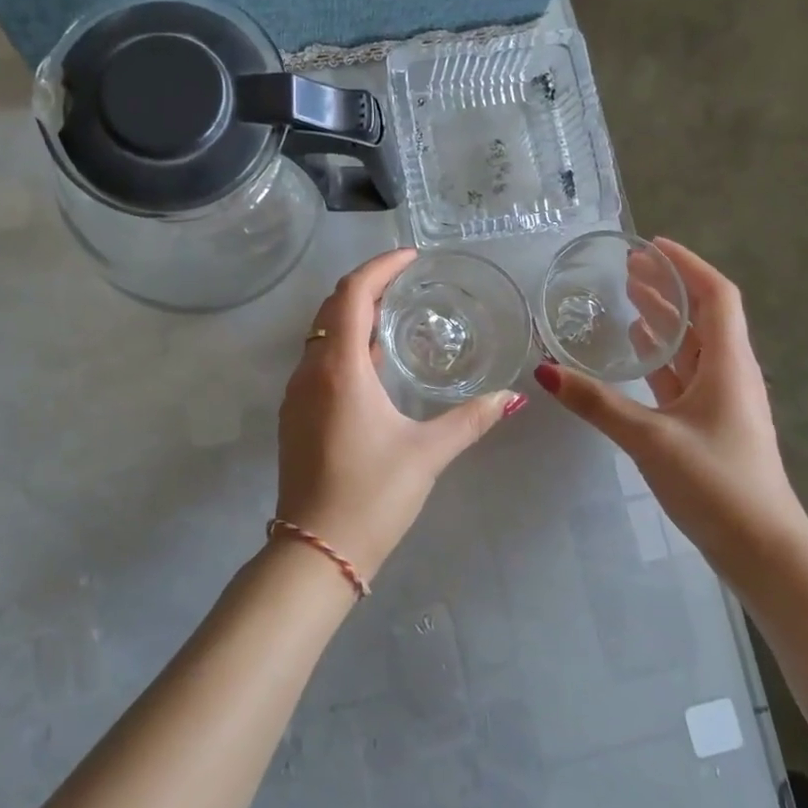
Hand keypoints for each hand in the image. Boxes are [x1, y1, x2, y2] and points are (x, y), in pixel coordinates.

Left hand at [276, 248, 521, 575]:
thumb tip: (512, 397)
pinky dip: (343, 347)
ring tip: (394, 315)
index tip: (410, 257)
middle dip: (367, 286)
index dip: (380, 267)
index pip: (353, 295)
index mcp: (339, 370)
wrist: (315, 550)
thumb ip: (470, 419)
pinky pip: (318, 363)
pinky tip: (373, 364)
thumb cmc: (372, 496)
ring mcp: (296, 395)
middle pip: (333, 308)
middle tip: (406, 281)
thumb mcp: (427, 454)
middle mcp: (310, 372)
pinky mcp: (294, 416)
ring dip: (353, 317)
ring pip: (322, 336)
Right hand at [534, 238, 807, 563]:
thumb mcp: (649, 438)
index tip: (651, 245)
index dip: (687, 265)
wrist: (762, 548)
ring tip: (627, 298)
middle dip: (668, 287)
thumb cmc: (716, 483)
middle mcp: (730, 374)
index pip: (716, 296)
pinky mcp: (709, 425)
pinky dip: (660, 356)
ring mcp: (721, 401)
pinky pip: (683, 375)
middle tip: (627, 267)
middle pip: (703, 316)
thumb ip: (596, 403)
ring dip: (664, 319)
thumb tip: (544, 370)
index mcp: (728, 364)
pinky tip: (637, 352)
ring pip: (692, 346)